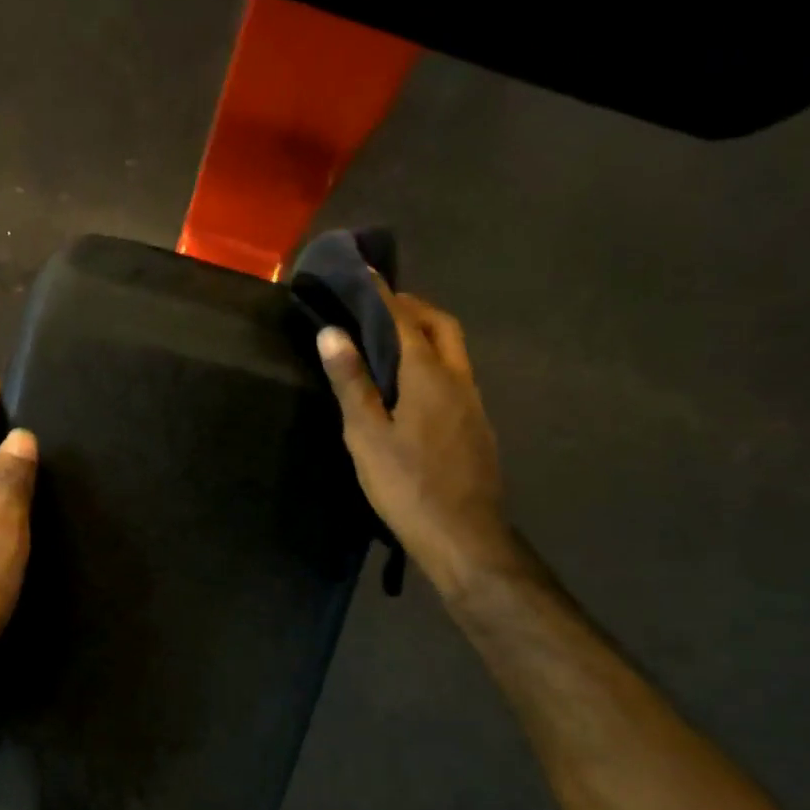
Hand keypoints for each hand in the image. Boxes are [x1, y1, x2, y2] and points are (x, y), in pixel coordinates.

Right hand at [317, 288, 513, 594]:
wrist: (464, 537)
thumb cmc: (407, 485)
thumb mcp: (367, 435)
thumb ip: (351, 382)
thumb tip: (332, 332)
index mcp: (429, 375)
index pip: (404, 319)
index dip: (381, 294)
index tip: (363, 272)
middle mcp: (458, 379)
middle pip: (442, 326)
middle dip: (413, 307)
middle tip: (380, 307)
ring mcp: (474, 404)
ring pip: (453, 352)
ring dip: (427, 335)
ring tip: (392, 342)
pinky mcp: (477, 427)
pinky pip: (456, 377)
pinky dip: (434, 363)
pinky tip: (413, 388)